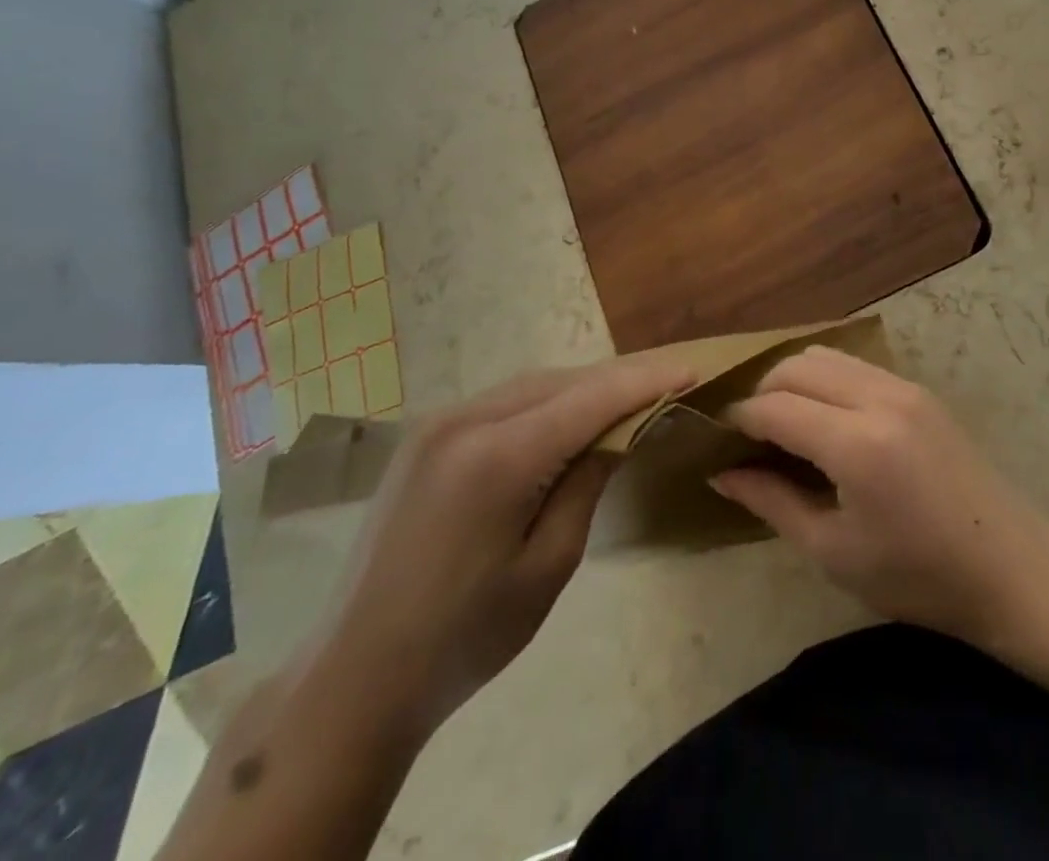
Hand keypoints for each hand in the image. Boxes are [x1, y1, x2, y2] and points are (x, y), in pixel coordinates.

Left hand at [316, 357, 690, 739]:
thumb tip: (619, 430)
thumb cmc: (466, 636)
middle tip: (668, 382)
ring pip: (533, 385)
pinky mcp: (425, 437)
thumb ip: (588, 482)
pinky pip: (504, 401)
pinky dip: (546, 401)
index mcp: (498, 456)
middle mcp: (465, 421)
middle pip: (563, 381)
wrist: (355, 678)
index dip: (646, 381)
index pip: (592, 398)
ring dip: (583, 388)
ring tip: (628, 396)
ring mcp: (438, 424)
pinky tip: (569, 416)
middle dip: (618, 379)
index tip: (693, 369)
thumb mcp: (549, 564)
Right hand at [712, 346, 1048, 646]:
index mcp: (856, 445)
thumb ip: (772, 503)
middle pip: (796, 366)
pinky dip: (825, 379)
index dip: (738, 419)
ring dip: (793, 380)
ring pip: (825, 355)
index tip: (717, 440)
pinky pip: (855, 365)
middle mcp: (878, 398)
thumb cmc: (917, 575)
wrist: (1009, 565)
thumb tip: (722, 474)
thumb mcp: (834, 552)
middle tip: (749, 436)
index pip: (775, 407)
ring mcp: (903, 386)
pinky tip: (824, 418)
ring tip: (784, 424)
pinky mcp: (918, 388)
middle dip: (762, 392)